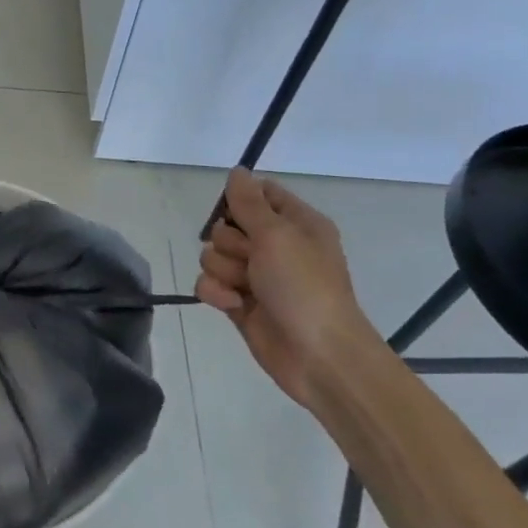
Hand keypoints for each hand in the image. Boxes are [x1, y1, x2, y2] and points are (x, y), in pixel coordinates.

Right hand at [195, 168, 383, 405]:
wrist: (318, 356)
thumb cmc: (305, 287)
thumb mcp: (278, 235)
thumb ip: (250, 202)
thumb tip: (237, 171)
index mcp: (296, 223)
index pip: (258, 193)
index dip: (240, 201)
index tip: (238, 214)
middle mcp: (275, 246)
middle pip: (226, 226)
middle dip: (230, 243)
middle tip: (251, 258)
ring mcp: (255, 276)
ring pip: (213, 256)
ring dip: (223, 270)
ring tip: (244, 287)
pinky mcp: (239, 303)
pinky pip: (208, 284)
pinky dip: (216, 293)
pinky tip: (233, 305)